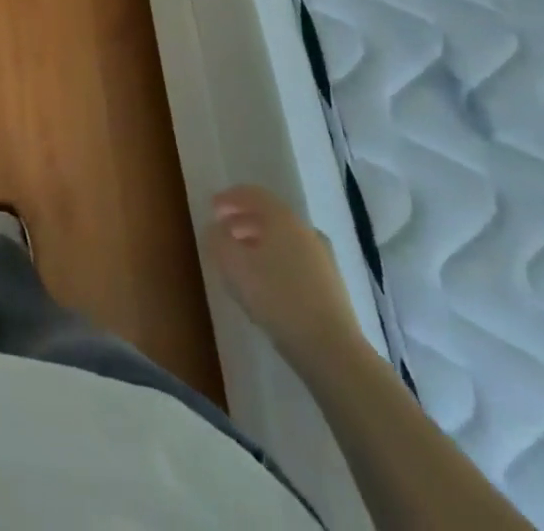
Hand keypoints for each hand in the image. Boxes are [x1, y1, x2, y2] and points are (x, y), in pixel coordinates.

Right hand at [203, 185, 365, 370]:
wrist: (331, 349)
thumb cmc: (276, 297)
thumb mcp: (232, 264)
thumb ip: (217, 239)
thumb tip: (215, 229)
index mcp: (282, 218)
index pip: (252, 194)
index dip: (229, 198)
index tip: (212, 209)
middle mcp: (304, 230)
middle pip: (269, 216)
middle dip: (243, 221)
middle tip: (223, 234)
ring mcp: (322, 258)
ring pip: (283, 240)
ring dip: (259, 243)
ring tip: (241, 261)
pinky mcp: (331, 285)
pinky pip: (295, 260)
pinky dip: (276, 261)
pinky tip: (266, 283)